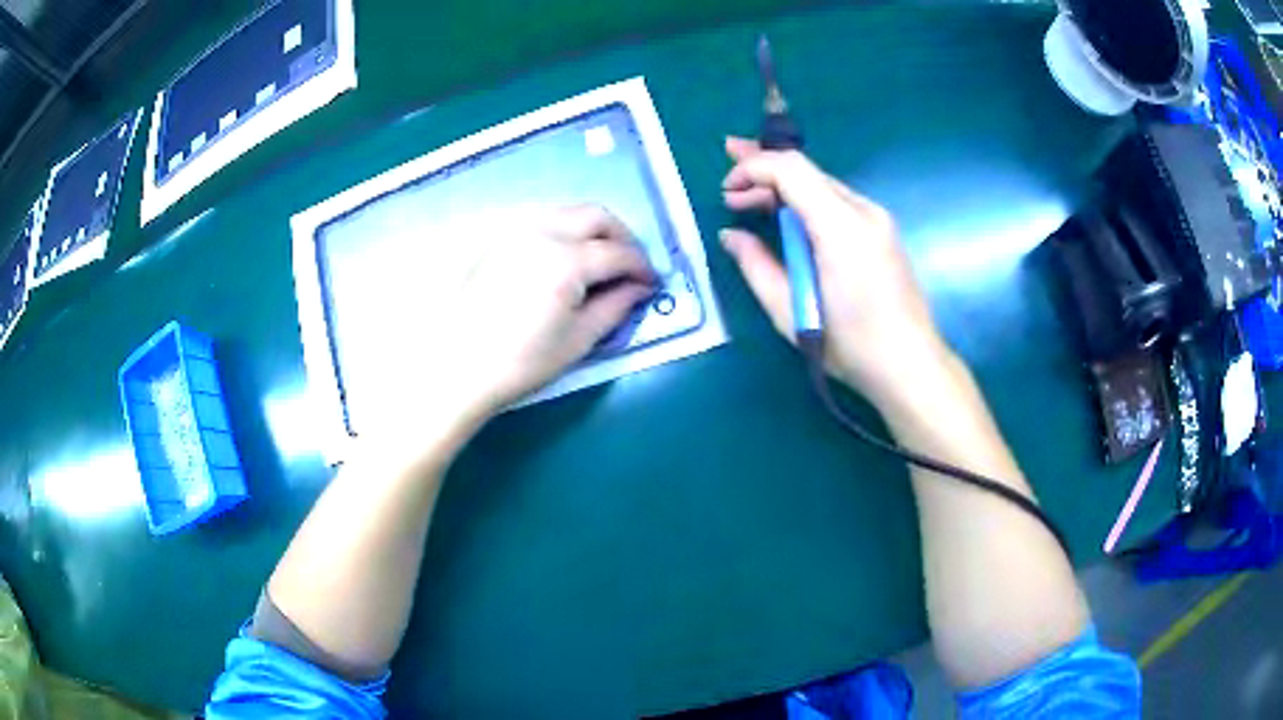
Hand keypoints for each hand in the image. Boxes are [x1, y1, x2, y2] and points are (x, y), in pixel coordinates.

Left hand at [423, 204, 656, 421]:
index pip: (618, 253)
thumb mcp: (579, 339)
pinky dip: (564, 228)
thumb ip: (616, 305)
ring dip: (593, 229)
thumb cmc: (522, 363)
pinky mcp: (498, 238)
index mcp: (566, 260)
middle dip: (622, 237)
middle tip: (631, 266)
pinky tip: (566, 256)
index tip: (653, 284)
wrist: (459, 368)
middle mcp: (542, 232)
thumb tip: (642, 288)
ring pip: (568, 211)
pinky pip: (541, 219)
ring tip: (601, 260)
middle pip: (595, 216)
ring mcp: (515, 230)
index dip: (642, 267)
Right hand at [720, 137, 948, 410]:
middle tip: (726, 180)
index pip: (791, 169)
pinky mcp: (882, 232)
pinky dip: (804, 202)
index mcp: (841, 227)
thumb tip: (731, 236)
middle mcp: (863, 211)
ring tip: (747, 201)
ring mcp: (877, 220)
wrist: (910, 365)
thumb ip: (756, 266)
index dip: (752, 168)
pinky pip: (836, 204)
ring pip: (821, 186)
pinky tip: (785, 219)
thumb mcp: (790, 312)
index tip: (725, 190)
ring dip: (782, 188)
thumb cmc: (849, 345)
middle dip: (762, 169)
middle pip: (806, 171)